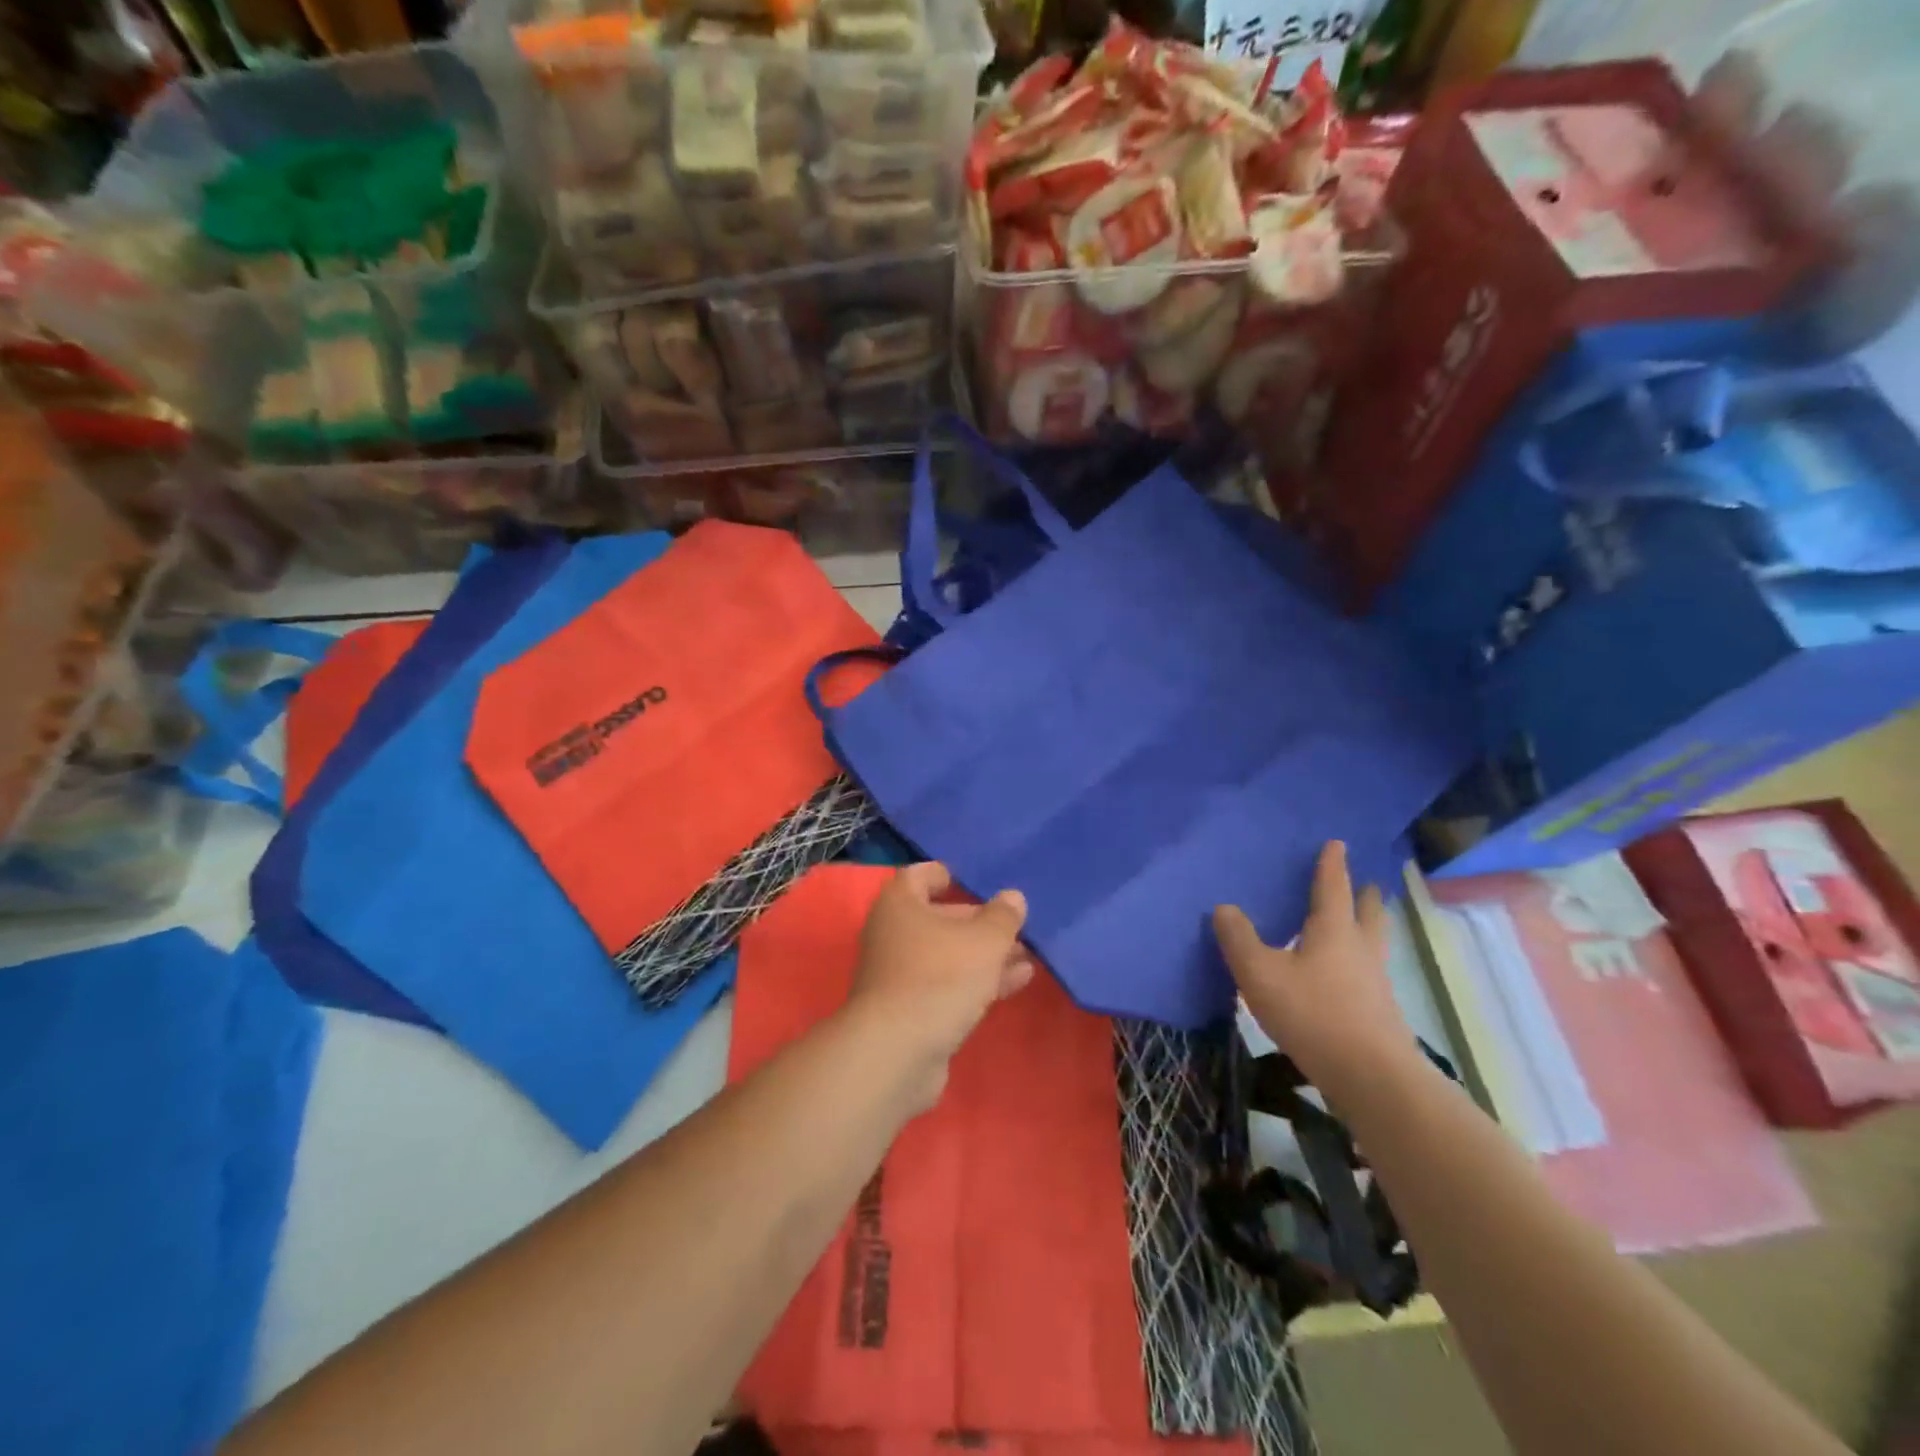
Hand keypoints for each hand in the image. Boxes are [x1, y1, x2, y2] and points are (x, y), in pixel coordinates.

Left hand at [848, 862, 1033, 1106]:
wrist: (897, 1053)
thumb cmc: (940, 977)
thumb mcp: (984, 941)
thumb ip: (1003, 917)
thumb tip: (1012, 897)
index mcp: (900, 904)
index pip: (919, 876)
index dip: (944, 874)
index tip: (973, 879)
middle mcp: (894, 934)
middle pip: (939, 918)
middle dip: (979, 921)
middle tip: (1016, 925)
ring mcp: (899, 975)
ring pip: (948, 955)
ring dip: (985, 954)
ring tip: (1028, 955)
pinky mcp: (910, 1011)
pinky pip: (948, 985)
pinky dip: (978, 980)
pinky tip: (1017, 981)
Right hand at [1214, 841, 1418, 1112]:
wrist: (1372, 1077)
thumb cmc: (1314, 1014)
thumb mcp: (1261, 974)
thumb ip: (1239, 939)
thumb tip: (1225, 907)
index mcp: (1334, 930)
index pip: (1333, 887)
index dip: (1332, 865)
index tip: (1338, 843)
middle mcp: (1360, 949)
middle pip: (1367, 913)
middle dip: (1364, 896)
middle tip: (1365, 883)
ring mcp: (1375, 982)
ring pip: (1374, 943)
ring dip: (1368, 927)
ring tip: (1359, 923)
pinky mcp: (1380, 1012)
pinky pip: (1369, 972)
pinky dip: (1360, 960)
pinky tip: (1345, 975)